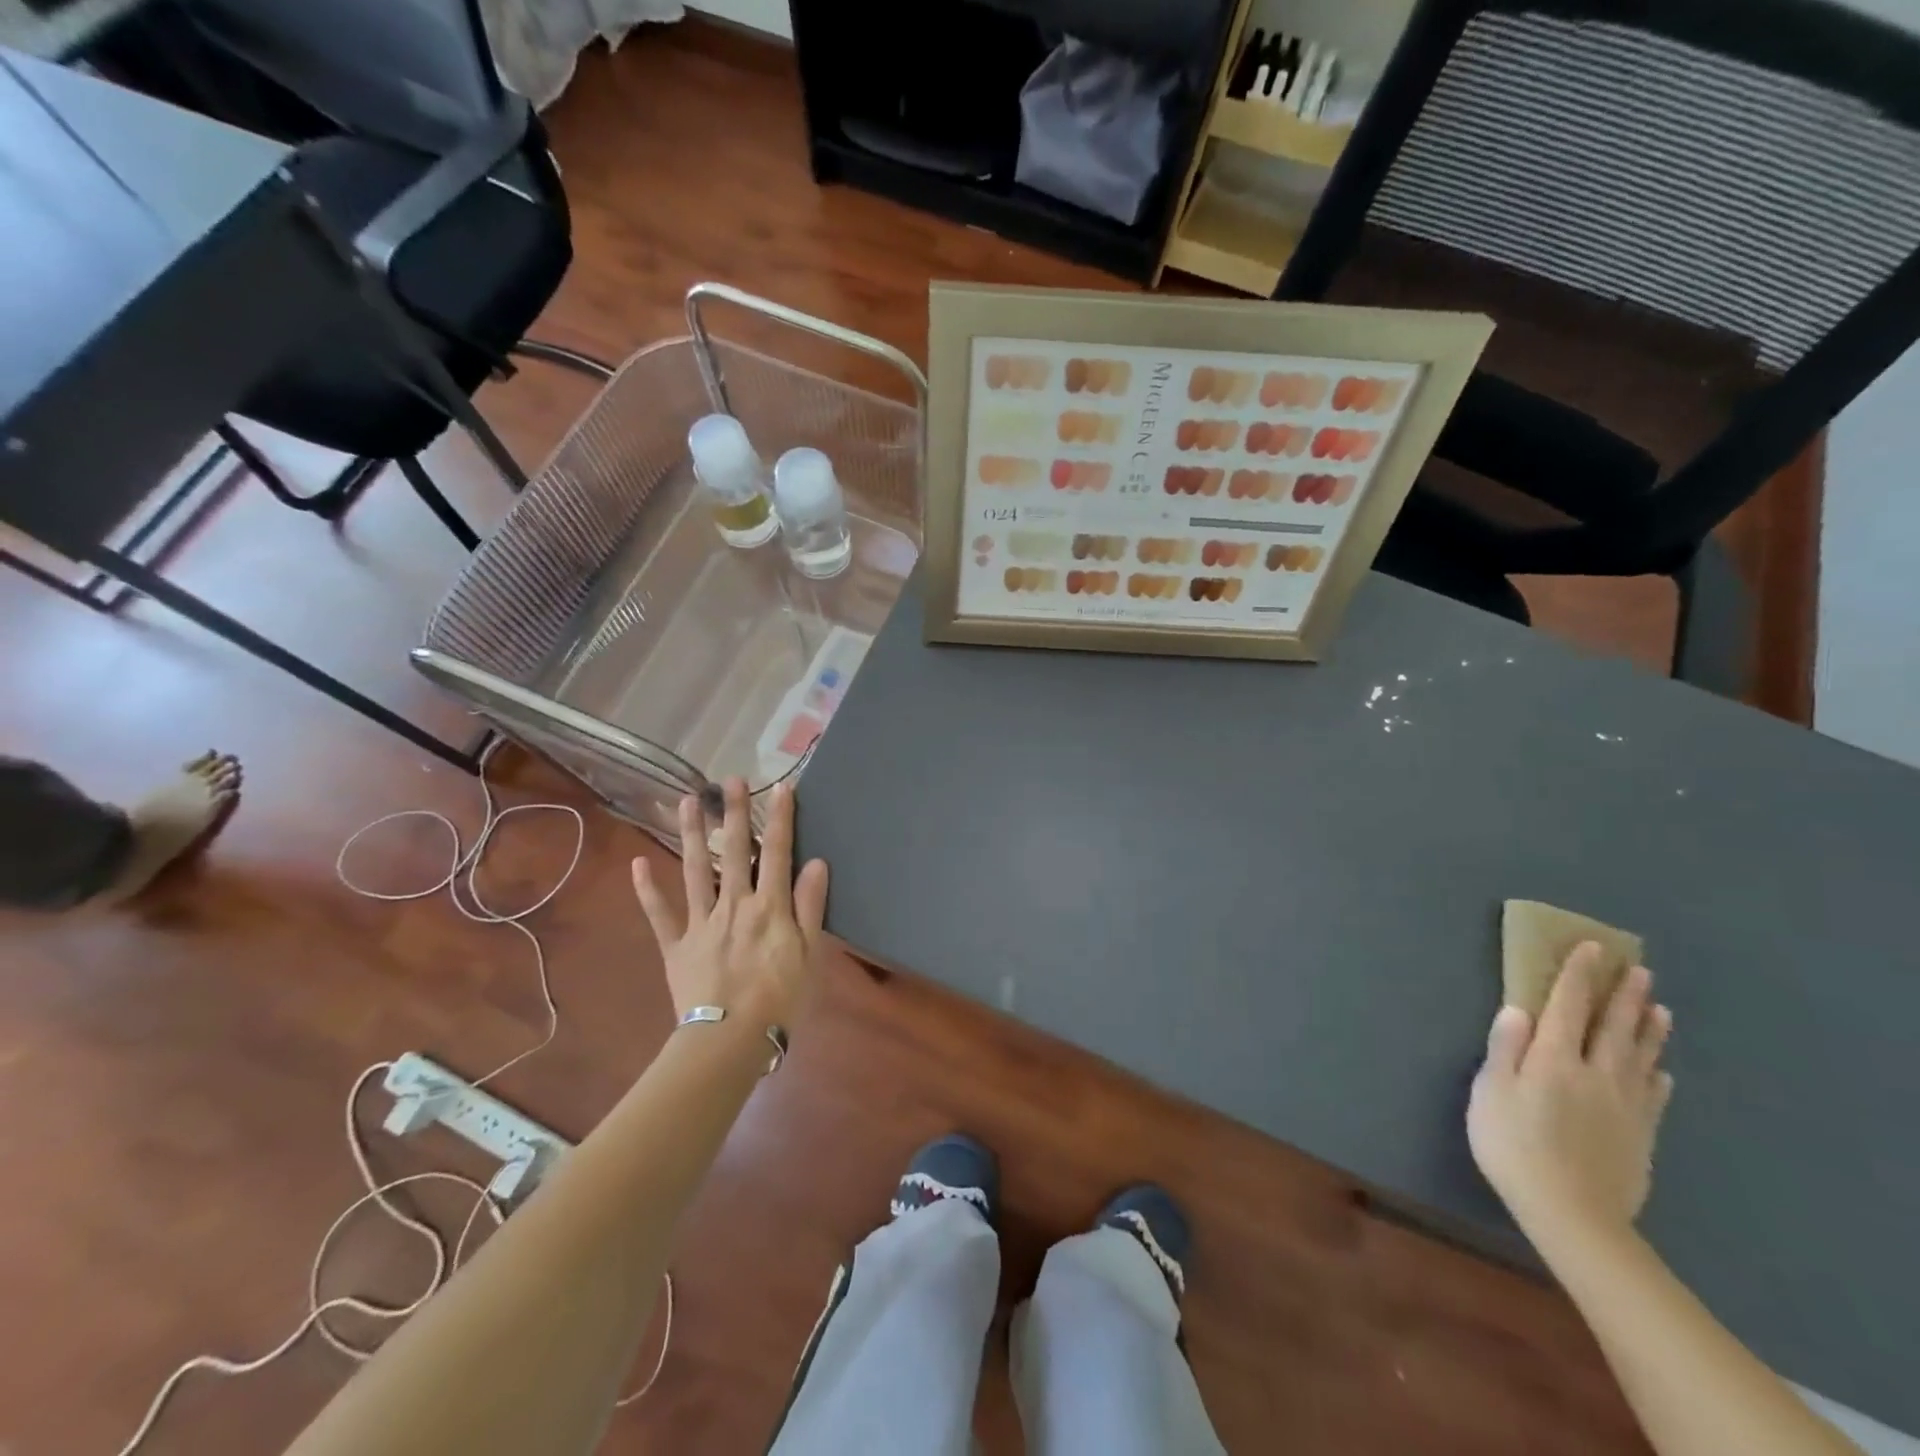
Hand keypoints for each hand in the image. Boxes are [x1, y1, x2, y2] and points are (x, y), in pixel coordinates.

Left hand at [630, 778, 829, 1029]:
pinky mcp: (676, 945)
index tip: (781, 787)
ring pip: (695, 870)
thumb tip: (816, 862)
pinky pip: (660, 915)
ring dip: (692, 834)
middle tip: (729, 779)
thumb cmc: (780, 999)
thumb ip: (810, 906)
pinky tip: (637, 864)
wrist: (730, 1040)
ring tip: (687, 801)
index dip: (781, 818)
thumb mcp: (810, 954)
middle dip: (734, 813)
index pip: (778, 852)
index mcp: (769, 906)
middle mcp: (734, 904)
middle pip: (735, 851)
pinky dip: (647, 890)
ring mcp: (701, 922)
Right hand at [1468, 942, 1674, 1249]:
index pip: (1568, 1007)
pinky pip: (1653, 1096)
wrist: (1572, 1214)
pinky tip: (1661, 1070)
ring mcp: (1624, 1106)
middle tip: (1639, 969)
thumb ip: (1504, 1049)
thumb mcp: (1490, 1094)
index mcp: (1554, 1059)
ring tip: (1660, 1008)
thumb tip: (1518, 1009)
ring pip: (1640, 1056)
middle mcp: (1595, 1073)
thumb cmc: (1513, 1145)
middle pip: (1613, 1027)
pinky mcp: (1640, 1135)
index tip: (1591, 949)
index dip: (1578, 976)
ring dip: (1649, 1029)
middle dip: (1624, 996)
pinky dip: (1657, 1075)